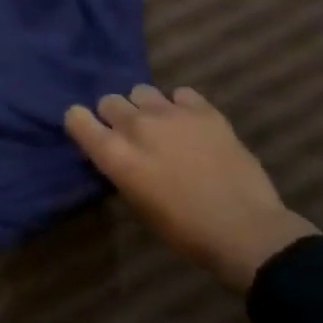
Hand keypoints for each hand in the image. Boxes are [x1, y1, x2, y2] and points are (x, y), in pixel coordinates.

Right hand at [65, 86, 315, 292]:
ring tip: (162, 126)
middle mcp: (136, 126)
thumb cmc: (185, 230)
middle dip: (115, 116)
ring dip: (145, 107)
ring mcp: (170, 113)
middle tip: (132, 136)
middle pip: (108, 100)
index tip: (93, 136)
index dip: (82, 124)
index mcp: (115, 154)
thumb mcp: (138, 203)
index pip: (76, 118)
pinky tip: (190, 124)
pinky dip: (180, 105)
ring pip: (141, 91)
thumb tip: (117, 153)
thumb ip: (120, 168)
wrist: (246, 231)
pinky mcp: (203, 110)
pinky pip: (179, 93)